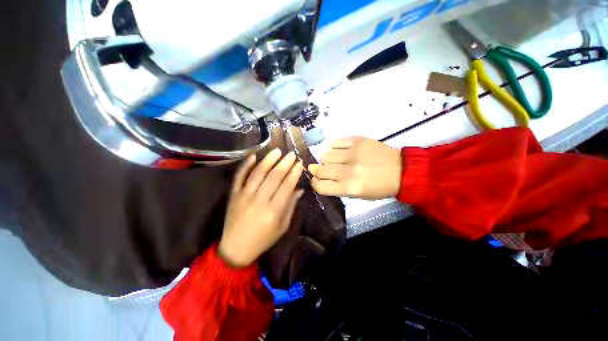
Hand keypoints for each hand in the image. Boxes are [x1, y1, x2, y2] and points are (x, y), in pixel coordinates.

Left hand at [219, 149, 303, 266]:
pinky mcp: (234, 195)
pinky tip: (253, 156)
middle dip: (284, 164)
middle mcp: (259, 200)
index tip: (299, 163)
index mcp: (273, 211)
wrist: (236, 248)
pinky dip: (245, 165)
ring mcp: (244, 196)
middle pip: (274, 177)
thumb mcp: (282, 227)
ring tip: (277, 151)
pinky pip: (239, 177)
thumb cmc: (264, 239)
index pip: (286, 186)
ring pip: (258, 173)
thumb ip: (291, 206)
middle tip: (291, 154)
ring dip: (268, 160)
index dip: (294, 173)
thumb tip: (299, 189)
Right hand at [309, 137, 401, 198]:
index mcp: (349, 188)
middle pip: (320, 169)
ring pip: (324, 154)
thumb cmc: (380, 187)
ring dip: (326, 159)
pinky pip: (334, 142)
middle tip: (320, 169)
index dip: (315, 183)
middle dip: (316, 170)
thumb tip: (322, 179)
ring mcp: (352, 153)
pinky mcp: (357, 140)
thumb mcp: (358, 196)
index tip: (317, 180)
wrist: (402, 170)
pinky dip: (333, 147)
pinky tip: (339, 150)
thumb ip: (338, 188)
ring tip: (334, 160)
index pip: (320, 185)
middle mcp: (348, 171)